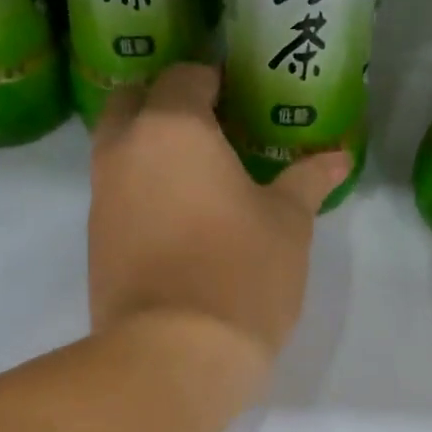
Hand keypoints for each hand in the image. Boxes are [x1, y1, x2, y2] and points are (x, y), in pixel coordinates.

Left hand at [89, 64, 348, 380]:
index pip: (184, 77)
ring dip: (148, 148)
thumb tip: (337, 157)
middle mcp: (123, 151)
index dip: (212, 80)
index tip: (238, 98)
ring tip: (197, 176)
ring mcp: (101, 197)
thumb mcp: (288, 224)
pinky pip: (114, 194)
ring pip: (117, 149)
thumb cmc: (241, 273)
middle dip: (165, 104)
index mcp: (172, 128)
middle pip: (133, 102)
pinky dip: (139, 190)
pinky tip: (177, 219)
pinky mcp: (93, 241)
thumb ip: (307, 181)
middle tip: (210, 129)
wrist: (173, 355)